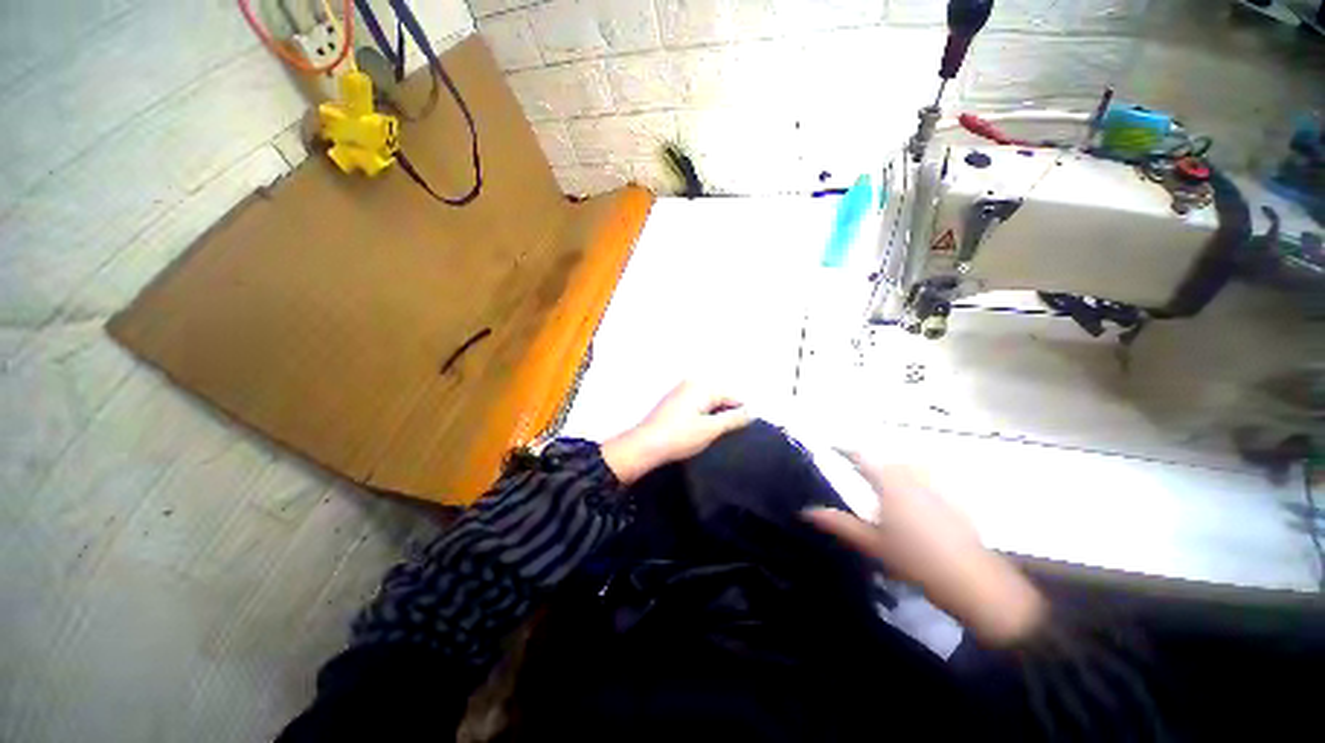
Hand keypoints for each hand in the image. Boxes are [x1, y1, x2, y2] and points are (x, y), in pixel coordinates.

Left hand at [601, 382, 750, 484]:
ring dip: (713, 416)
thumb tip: (751, 412)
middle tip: (722, 434)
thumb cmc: (679, 437)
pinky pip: (697, 404)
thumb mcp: (710, 429)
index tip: (737, 432)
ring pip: (708, 401)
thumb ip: (733, 419)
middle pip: (721, 396)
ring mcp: (681, 390)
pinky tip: (697, 430)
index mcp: (703, 385)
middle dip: (726, 413)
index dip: (739, 414)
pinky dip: (701, 415)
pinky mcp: (673, 401)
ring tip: (710, 434)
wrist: (644, 446)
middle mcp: (692, 382)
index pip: (733, 396)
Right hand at [805, 453, 1045, 645]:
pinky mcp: (955, 499)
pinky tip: (917, 501)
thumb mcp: (871, 544)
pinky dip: (918, 481)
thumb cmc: (915, 560)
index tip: (832, 448)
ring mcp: (938, 486)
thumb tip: (806, 510)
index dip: (846, 450)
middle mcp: (913, 476)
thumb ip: (839, 523)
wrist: (973, 582)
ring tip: (885, 487)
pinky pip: (931, 479)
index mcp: (890, 483)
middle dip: (871, 463)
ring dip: (895, 470)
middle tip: (857, 476)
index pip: (862, 456)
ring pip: (910, 467)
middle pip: (887, 459)